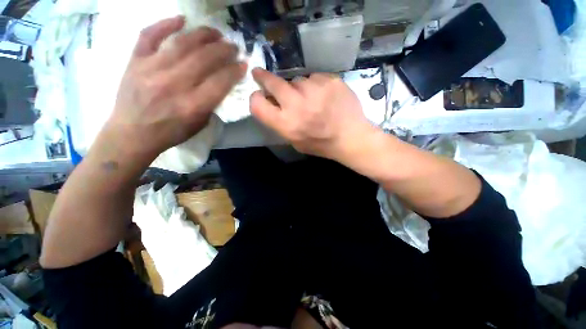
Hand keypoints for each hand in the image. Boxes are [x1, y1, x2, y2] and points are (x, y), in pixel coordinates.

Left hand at [102, 16, 246, 161]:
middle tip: (233, 47)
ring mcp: (151, 69)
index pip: (220, 81)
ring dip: (203, 35)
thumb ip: (212, 103)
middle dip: (224, 50)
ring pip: (182, 43)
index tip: (243, 64)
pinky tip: (181, 19)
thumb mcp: (200, 124)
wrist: (132, 134)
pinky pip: (149, 35)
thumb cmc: (171, 132)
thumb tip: (222, 83)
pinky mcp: (135, 61)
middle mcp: (174, 84)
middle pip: (204, 59)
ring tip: (216, 33)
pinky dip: (165, 24)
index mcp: (192, 105)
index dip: (234, 71)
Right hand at [250, 68, 374, 161]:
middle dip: (264, 77)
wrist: (351, 137)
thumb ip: (281, 123)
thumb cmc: (321, 144)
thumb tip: (271, 103)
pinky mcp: (330, 81)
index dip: (255, 98)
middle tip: (261, 74)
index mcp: (287, 124)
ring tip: (312, 99)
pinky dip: (316, 85)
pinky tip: (325, 96)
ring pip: (297, 80)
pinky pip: (315, 78)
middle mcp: (297, 105)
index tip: (258, 94)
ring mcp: (315, 90)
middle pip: (273, 83)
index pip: (258, 105)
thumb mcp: (295, 141)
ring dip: (299, 87)